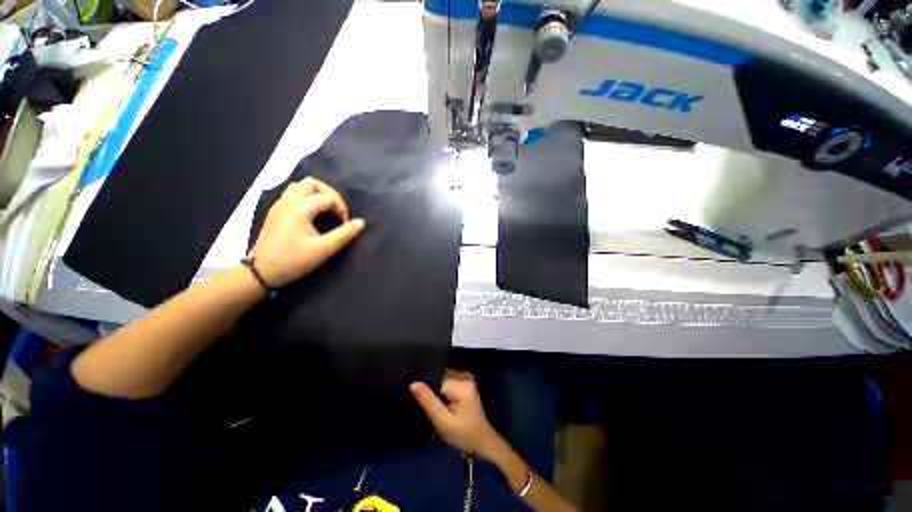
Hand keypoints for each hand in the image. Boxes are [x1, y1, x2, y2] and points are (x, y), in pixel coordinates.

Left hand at [249, 177, 364, 286]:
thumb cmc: (294, 260)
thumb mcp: (324, 249)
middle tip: (336, 210)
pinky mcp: (275, 212)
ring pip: (299, 187)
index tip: (345, 224)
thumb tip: (361, 222)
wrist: (262, 271)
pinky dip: (305, 198)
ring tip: (325, 209)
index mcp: (300, 208)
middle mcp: (288, 201)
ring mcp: (279, 205)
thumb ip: (345, 234)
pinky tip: (311, 214)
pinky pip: (292, 195)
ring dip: (316, 193)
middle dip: (329, 193)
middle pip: (311, 183)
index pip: (327, 197)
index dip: (341, 208)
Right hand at [411, 370, 502, 459]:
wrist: (483, 444)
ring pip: (442, 380)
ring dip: (436, 392)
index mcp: (462, 383)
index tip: (426, 406)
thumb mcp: (443, 421)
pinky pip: (447, 383)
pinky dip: (442, 392)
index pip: (436, 380)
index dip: (428, 392)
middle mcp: (464, 376)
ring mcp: (466, 380)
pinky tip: (441, 404)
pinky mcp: (465, 385)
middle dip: (432, 390)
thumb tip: (413, 383)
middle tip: (431, 408)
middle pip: (440, 378)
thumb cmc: (464, 435)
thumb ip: (428, 401)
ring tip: (436, 406)